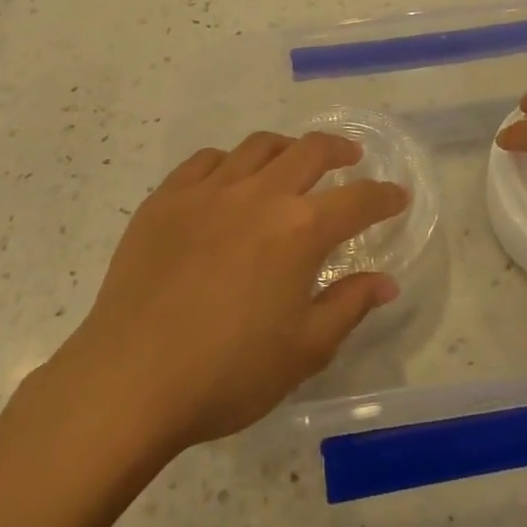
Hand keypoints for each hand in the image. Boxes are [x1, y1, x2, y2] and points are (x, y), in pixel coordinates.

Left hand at [59, 132, 406, 452]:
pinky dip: (229, 162)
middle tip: (350, 159)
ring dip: (286, 149)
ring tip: (292, 162)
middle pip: (310, 151)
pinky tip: (229, 180)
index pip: (358, 200)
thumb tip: (385, 281)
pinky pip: (206, 161)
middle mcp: (259, 194)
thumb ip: (348, 306)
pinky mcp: (166, 197)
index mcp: (299, 230)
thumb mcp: (303, 351)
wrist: (129, 379)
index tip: (397, 196)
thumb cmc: (226, 374)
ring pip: (258, 146)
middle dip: (339, 150)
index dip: (384, 197)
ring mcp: (208, 190)